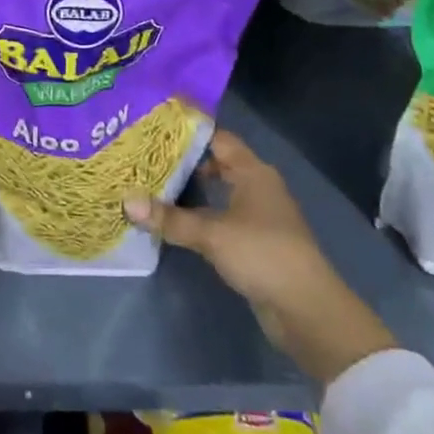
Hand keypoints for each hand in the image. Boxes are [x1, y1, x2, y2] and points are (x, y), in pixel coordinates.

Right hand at [124, 130, 394, 384]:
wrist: (307, 308)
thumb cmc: (262, 254)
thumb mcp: (212, 234)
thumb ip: (171, 219)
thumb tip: (127, 201)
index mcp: (253, 171)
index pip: (218, 138)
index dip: (190, 130)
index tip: (157, 125)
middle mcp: (258, 186)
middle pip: (218, 163)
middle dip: (186, 160)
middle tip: (147, 157)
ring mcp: (260, 215)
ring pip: (220, 192)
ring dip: (193, 190)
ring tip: (155, 186)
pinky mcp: (257, 242)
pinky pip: (223, 216)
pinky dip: (202, 215)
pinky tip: (178, 222)